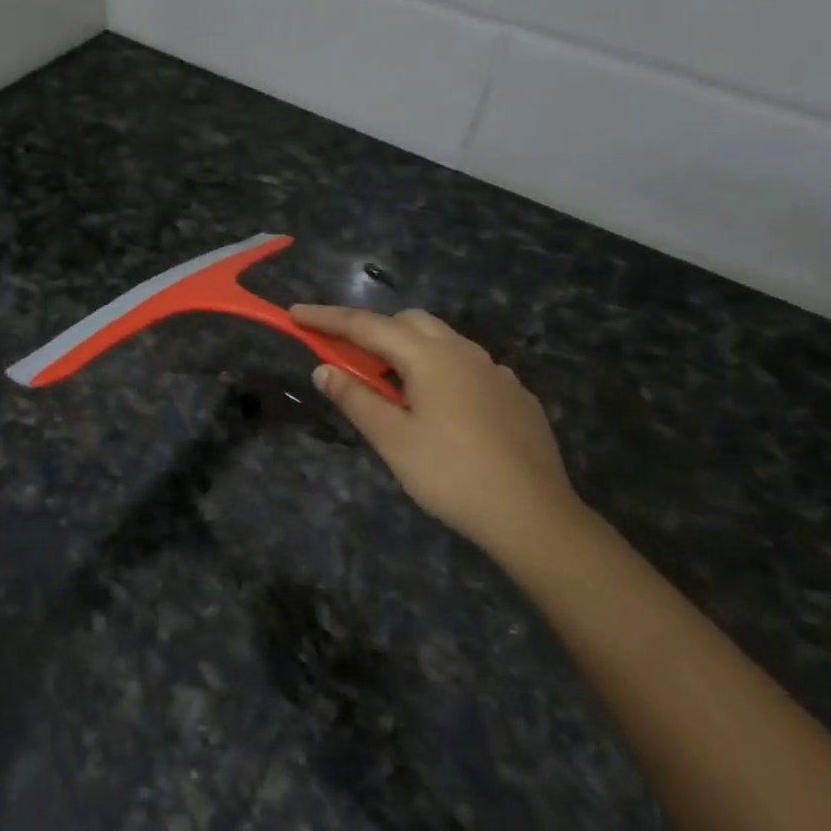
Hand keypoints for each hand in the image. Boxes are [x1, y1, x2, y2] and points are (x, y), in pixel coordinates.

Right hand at [290, 306, 583, 556]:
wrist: (534, 517)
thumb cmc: (452, 475)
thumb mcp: (393, 440)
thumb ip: (355, 398)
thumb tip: (322, 369)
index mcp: (430, 357)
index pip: (366, 326)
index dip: (327, 319)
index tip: (295, 314)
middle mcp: (465, 352)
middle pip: (408, 322)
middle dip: (373, 331)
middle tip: (348, 359)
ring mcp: (496, 372)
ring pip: (442, 341)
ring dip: (408, 351)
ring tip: (392, 390)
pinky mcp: (516, 395)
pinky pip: (468, 367)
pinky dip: (440, 372)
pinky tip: (440, 411)